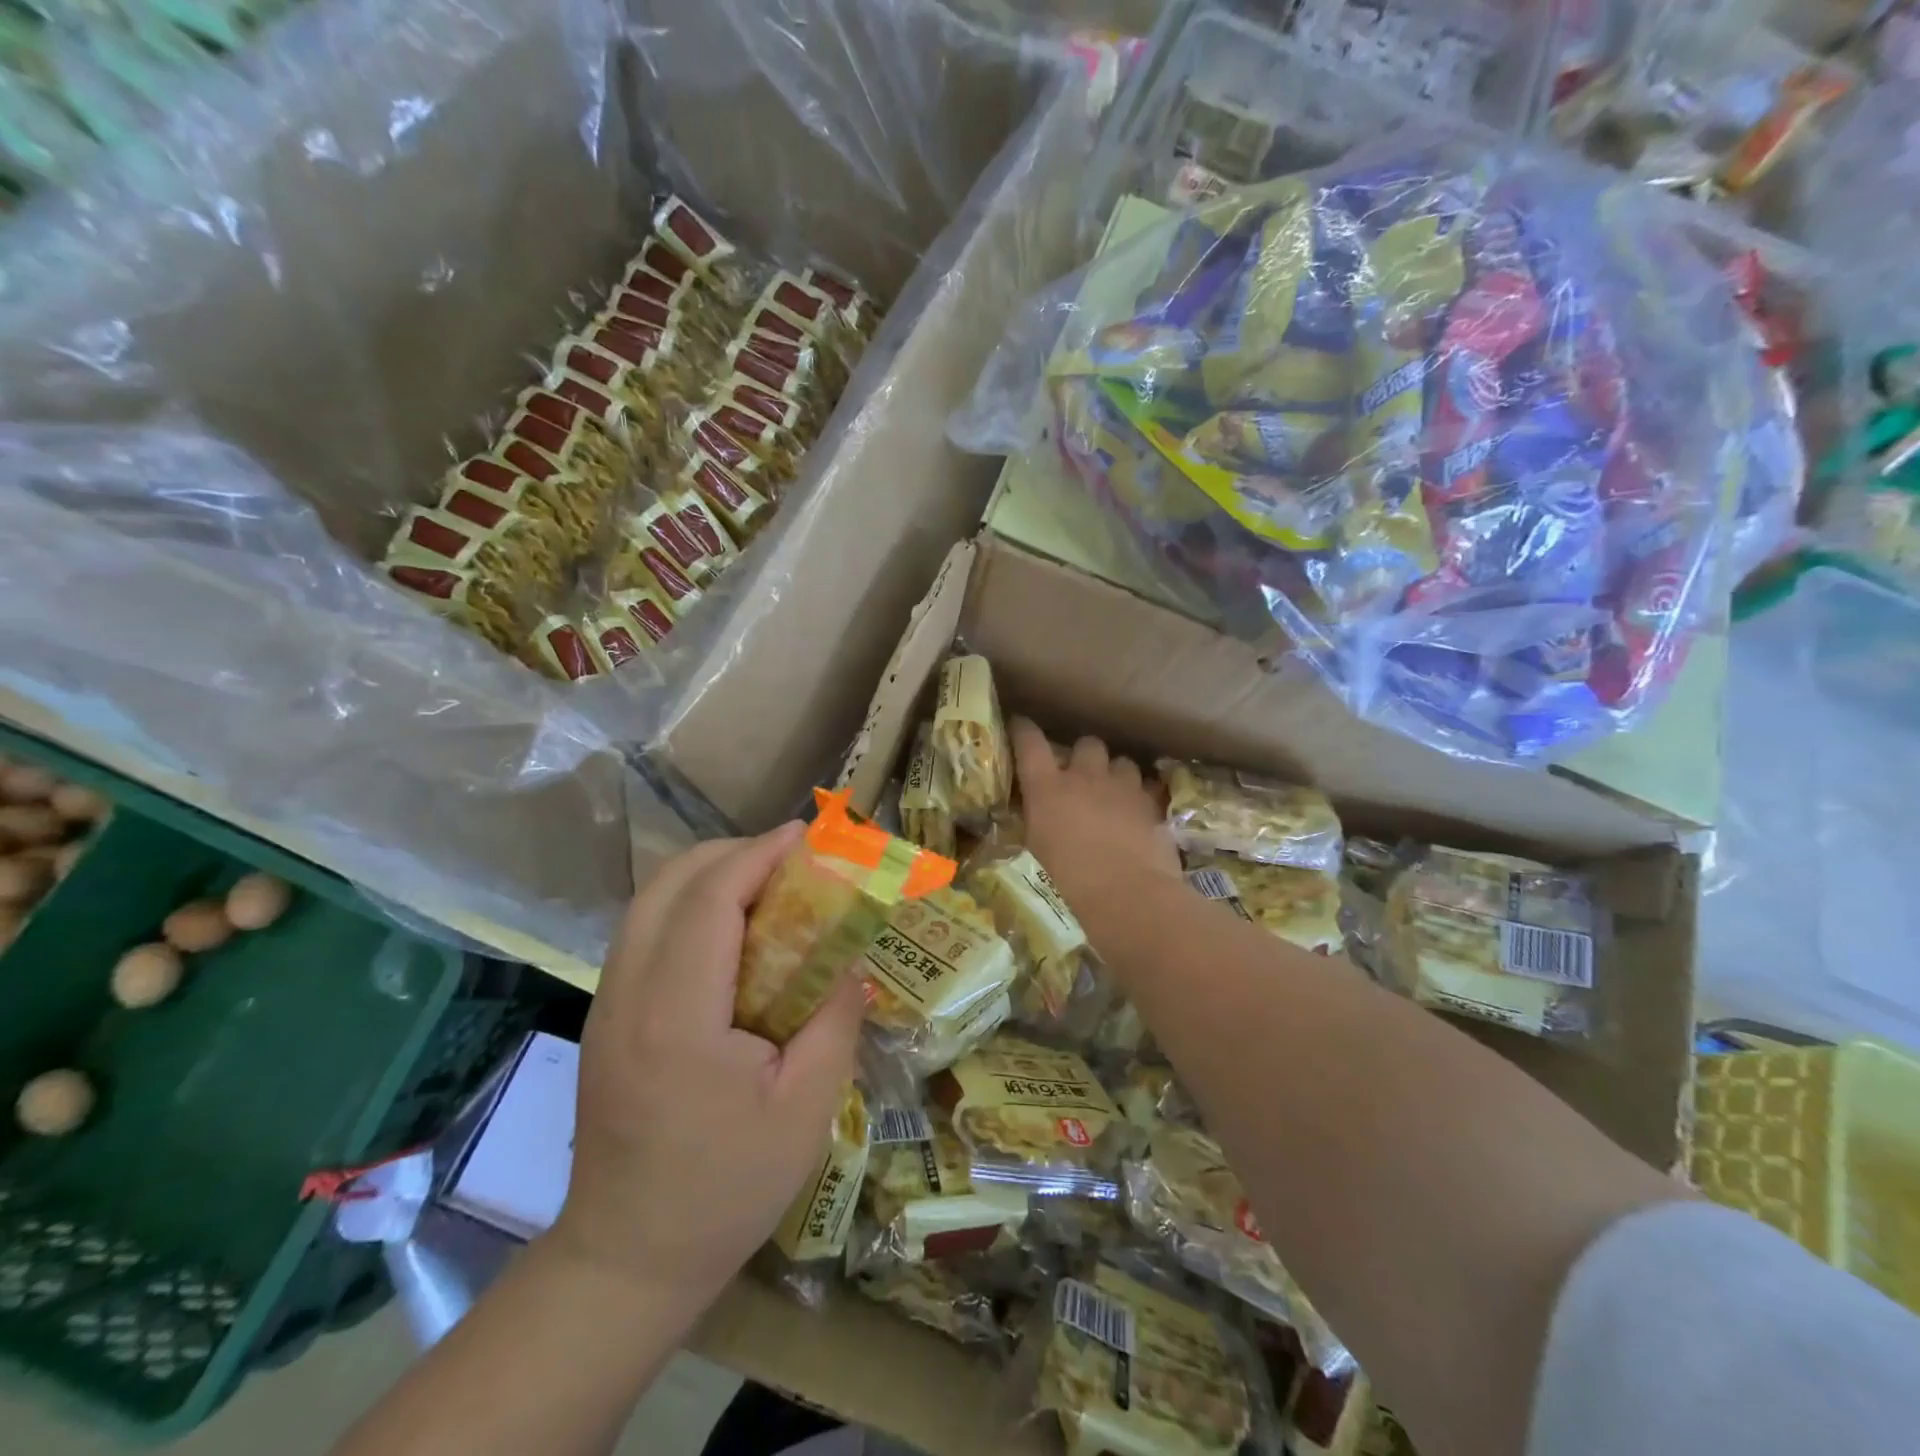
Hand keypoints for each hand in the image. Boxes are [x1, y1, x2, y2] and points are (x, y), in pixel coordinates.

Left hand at [550, 824, 865, 1318]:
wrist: (626, 1260)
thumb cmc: (725, 1189)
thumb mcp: (807, 1109)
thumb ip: (835, 1019)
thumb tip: (851, 959)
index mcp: (677, 1016)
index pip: (710, 899)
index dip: (758, 854)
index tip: (806, 835)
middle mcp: (628, 994)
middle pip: (669, 883)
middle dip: (732, 852)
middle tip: (790, 860)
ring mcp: (606, 1004)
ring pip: (649, 901)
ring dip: (708, 875)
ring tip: (766, 885)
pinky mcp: (606, 1017)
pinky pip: (644, 930)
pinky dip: (688, 905)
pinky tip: (730, 931)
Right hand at [1011, 718, 1179, 910]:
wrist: (1126, 891)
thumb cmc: (1070, 877)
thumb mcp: (1039, 845)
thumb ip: (1039, 817)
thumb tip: (1040, 809)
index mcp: (1047, 786)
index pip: (1029, 742)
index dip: (1023, 730)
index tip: (1020, 726)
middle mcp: (1084, 775)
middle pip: (1086, 743)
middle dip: (1084, 756)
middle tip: (1082, 776)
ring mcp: (1121, 785)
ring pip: (1121, 761)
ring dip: (1115, 773)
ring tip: (1114, 793)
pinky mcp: (1150, 801)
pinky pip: (1146, 785)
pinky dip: (1140, 794)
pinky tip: (1138, 811)